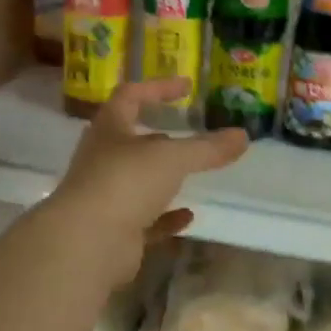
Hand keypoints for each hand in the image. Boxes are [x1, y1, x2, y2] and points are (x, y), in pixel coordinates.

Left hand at [49, 78, 248, 281]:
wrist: (87, 243)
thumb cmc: (125, 183)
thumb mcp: (172, 158)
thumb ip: (208, 148)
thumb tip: (243, 136)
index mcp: (109, 130)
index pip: (130, 96)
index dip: (158, 88)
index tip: (187, 87)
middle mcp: (103, 160)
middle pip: (131, 141)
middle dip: (160, 136)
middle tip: (190, 134)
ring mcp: (106, 197)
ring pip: (138, 181)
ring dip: (162, 178)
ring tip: (192, 174)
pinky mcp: (114, 232)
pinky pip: (145, 220)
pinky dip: (166, 217)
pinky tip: (187, 216)